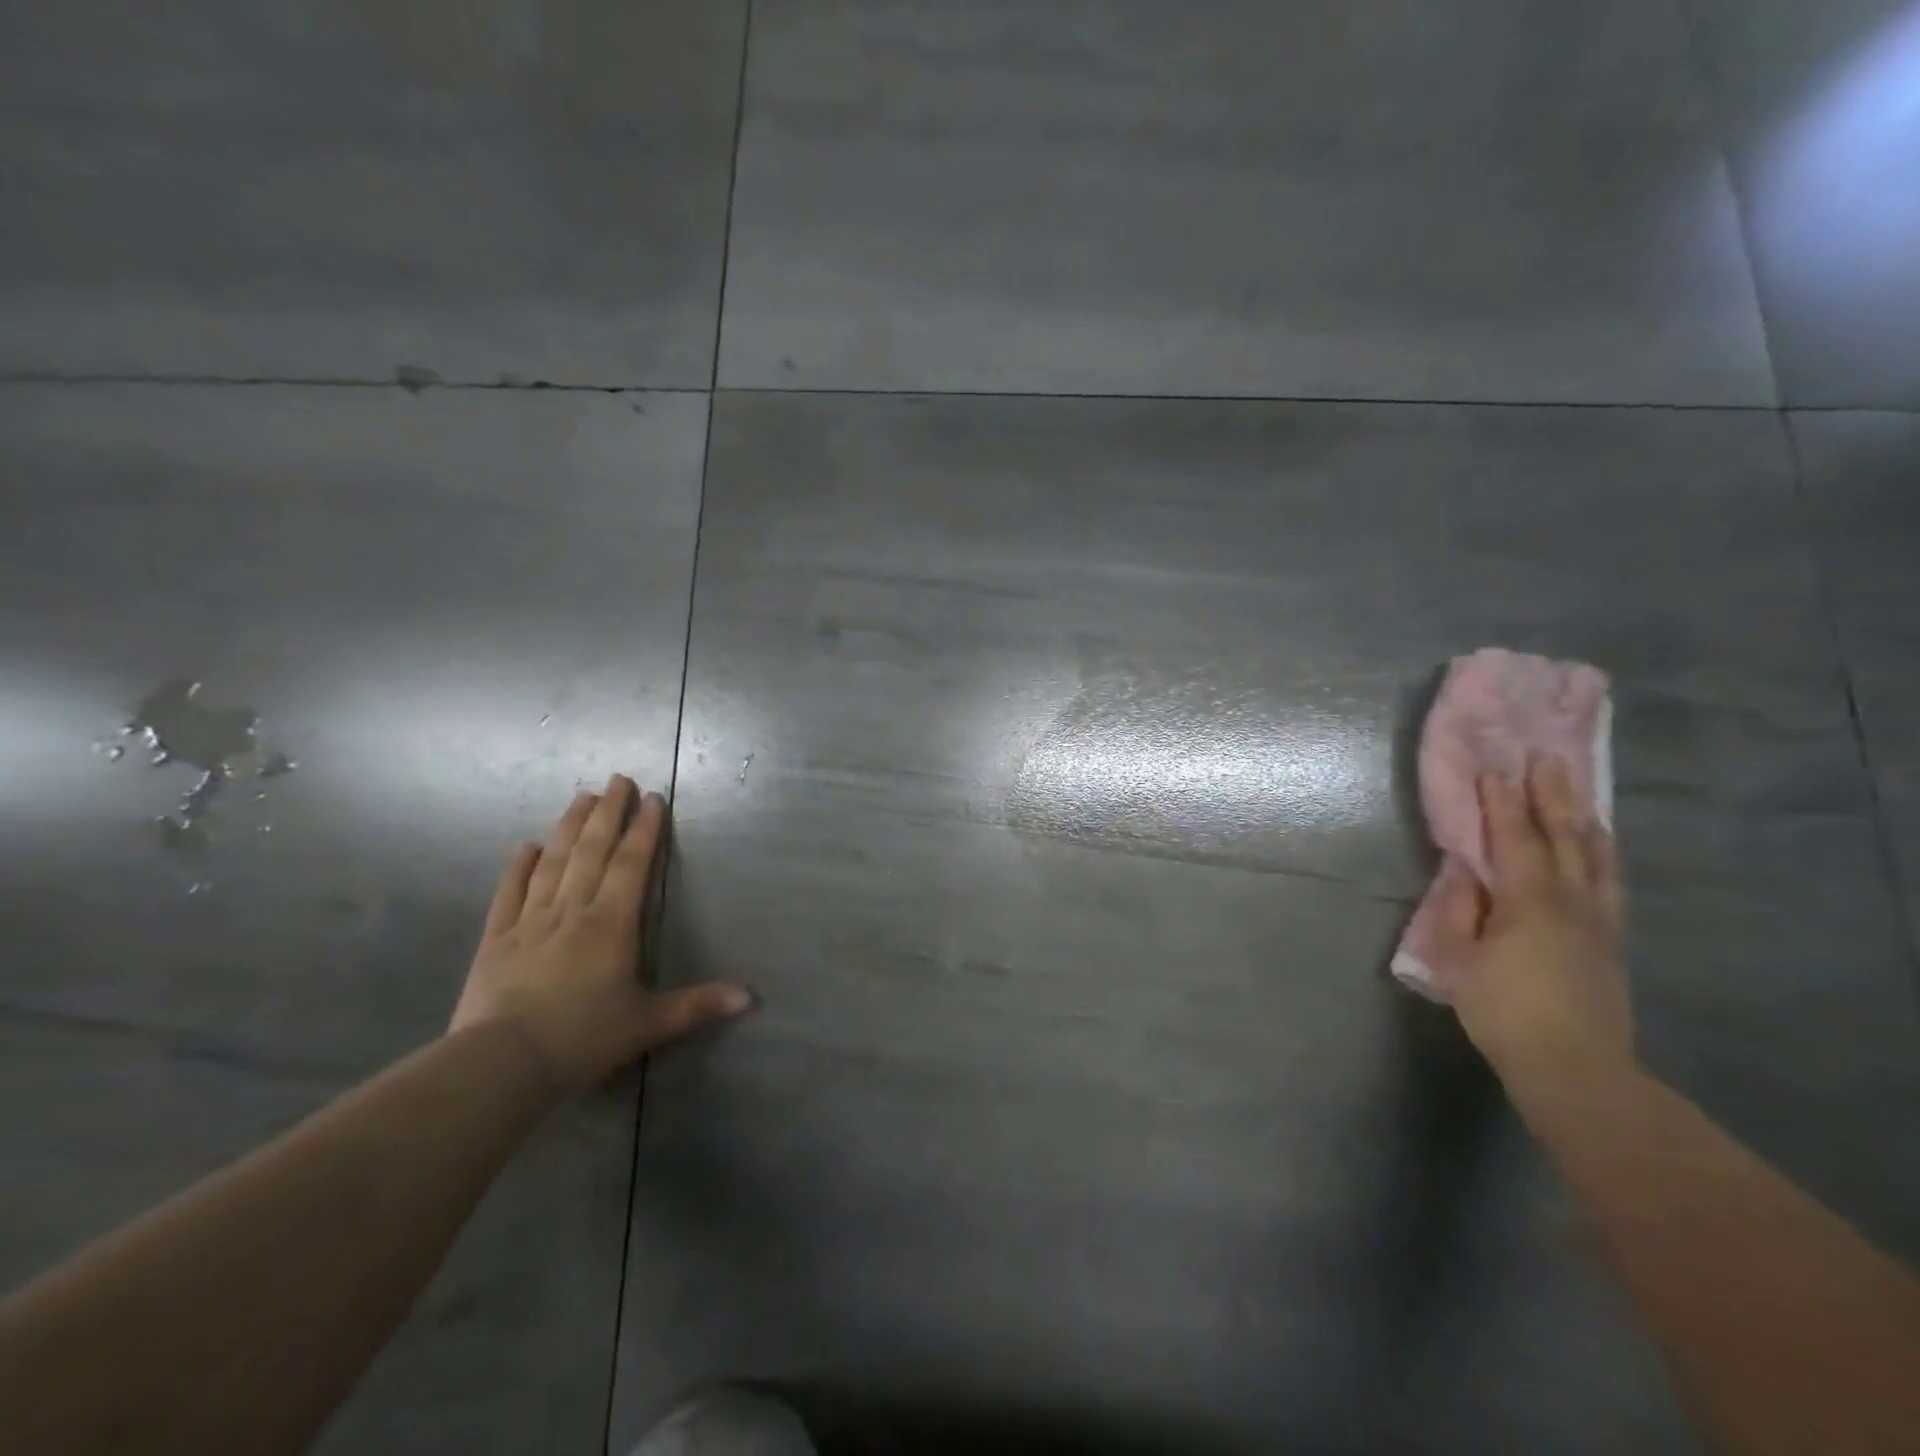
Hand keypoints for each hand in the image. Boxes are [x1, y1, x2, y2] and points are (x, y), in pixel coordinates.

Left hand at [449, 775, 752, 1092]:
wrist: (500, 1064)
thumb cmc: (582, 1038)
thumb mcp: (649, 1023)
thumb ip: (698, 1005)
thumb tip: (751, 998)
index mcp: (611, 924)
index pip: (632, 864)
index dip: (644, 829)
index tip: (652, 798)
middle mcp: (572, 911)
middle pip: (592, 851)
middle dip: (608, 812)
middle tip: (617, 778)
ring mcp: (530, 922)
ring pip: (553, 863)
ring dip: (568, 827)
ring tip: (581, 796)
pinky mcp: (496, 940)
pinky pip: (509, 893)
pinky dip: (518, 867)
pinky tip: (525, 846)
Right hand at [1430, 756, 1633, 1089]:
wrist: (1575, 1068)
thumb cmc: (1503, 1011)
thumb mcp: (1457, 959)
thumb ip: (1457, 909)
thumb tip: (1463, 870)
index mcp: (1529, 901)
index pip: (1514, 838)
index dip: (1503, 802)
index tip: (1494, 768)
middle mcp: (1572, 900)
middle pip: (1566, 837)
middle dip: (1553, 796)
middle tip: (1547, 759)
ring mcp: (1599, 921)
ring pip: (1597, 856)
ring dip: (1583, 818)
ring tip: (1576, 791)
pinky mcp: (1611, 941)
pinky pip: (1608, 880)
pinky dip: (1600, 852)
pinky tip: (1597, 848)